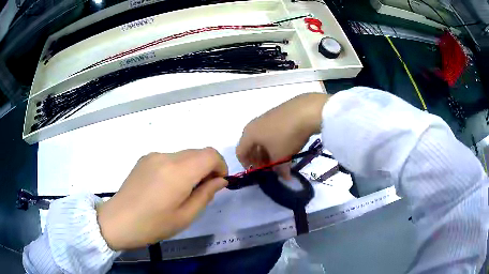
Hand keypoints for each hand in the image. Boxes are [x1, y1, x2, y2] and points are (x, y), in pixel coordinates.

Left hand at [96, 148, 227, 249]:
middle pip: (198, 152)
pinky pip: (169, 158)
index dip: (220, 166)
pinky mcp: (144, 159)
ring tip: (182, 191)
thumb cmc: (153, 225)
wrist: (118, 221)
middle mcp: (166, 157)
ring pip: (184, 155)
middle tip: (202, 190)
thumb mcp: (185, 216)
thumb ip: (206, 194)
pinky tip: (166, 187)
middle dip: (207, 167)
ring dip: (192, 168)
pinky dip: (177, 168)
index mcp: (178, 171)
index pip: (210, 155)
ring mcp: (153, 156)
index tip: (217, 183)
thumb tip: (220, 180)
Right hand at [236, 93, 328, 178]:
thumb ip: (279, 169)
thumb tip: (284, 177)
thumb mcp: (281, 156)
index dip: (247, 165)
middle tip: (270, 168)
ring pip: (263, 138)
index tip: (258, 173)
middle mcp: (254, 124)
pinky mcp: (278, 113)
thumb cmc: (286, 136)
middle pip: (251, 146)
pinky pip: (272, 131)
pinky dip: (276, 142)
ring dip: (268, 151)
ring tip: (280, 159)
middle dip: (259, 159)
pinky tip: (287, 146)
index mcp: (249, 134)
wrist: (306, 111)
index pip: (240, 153)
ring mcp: (267, 117)